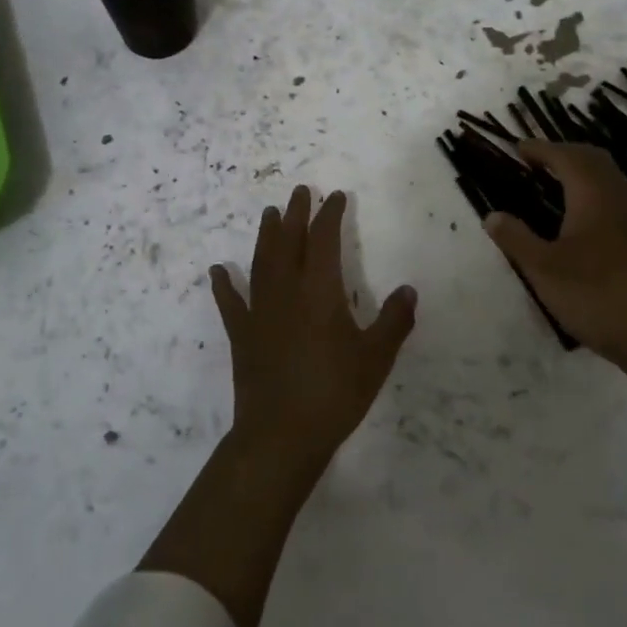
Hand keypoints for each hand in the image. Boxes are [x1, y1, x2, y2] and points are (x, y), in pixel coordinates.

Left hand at [210, 186, 416, 477]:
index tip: (335, 196)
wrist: (281, 435)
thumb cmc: (334, 393)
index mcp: (320, 290)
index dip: (330, 214)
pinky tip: (217, 271)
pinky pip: (230, 303)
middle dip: (296, 213)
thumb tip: (409, 290)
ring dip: (266, 235)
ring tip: (268, 213)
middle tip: (299, 191)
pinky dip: (223, 285)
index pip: (324, 239)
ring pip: (262, 262)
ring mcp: (260, 311)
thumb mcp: (375, 358)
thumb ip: (394, 321)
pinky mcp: (242, 335)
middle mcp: (287, 290)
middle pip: (289, 240)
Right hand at [481, 141, 626, 369]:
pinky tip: (578, 209)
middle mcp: (615, 194)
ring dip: (579, 167)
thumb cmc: (593, 294)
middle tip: (534, 161)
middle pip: (590, 157)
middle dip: (561, 152)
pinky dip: (592, 185)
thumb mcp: (542, 268)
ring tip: (552, 178)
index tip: (516, 148)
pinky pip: (613, 191)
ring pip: (606, 173)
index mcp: (592, 193)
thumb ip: (515, 238)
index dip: (539, 149)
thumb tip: (491, 215)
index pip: (564, 156)